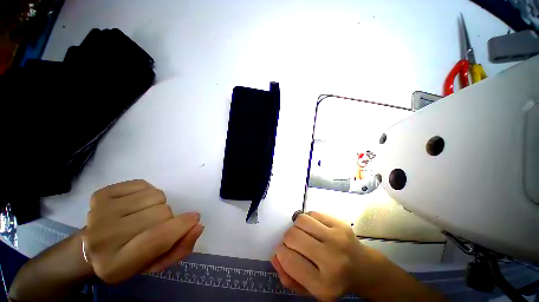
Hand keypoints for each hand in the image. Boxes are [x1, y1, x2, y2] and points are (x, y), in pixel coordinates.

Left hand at [83, 180, 203, 282]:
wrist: (90, 249)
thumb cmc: (129, 259)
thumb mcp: (157, 263)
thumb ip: (181, 247)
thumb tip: (198, 225)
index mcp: (116, 264)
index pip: (158, 238)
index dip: (182, 226)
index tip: (193, 219)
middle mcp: (103, 238)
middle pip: (161, 213)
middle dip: (167, 217)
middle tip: (157, 225)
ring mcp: (99, 212)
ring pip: (155, 196)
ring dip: (159, 204)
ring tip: (146, 214)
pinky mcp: (101, 194)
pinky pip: (143, 184)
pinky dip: (148, 193)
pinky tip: (136, 205)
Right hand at [271, 212, 383, 299]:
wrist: (364, 269)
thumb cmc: (334, 281)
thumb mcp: (310, 290)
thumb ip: (288, 277)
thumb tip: (274, 256)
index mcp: (323, 285)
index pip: (288, 259)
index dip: (280, 252)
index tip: (283, 251)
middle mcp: (331, 261)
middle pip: (292, 236)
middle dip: (287, 238)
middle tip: (293, 243)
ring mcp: (337, 239)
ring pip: (301, 220)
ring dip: (296, 226)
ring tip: (303, 233)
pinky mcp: (340, 224)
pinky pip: (312, 213)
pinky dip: (308, 218)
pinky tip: (313, 227)